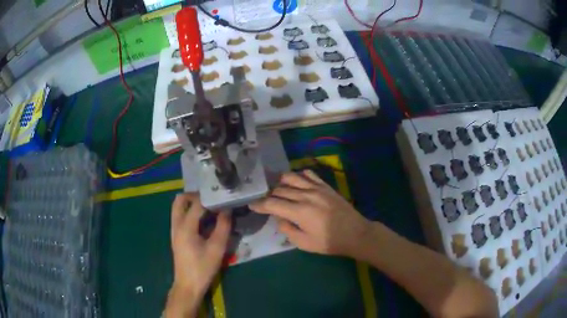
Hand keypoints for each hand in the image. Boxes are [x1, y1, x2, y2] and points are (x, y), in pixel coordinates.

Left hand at [170, 193, 230, 296]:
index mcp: (185, 227)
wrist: (188, 284)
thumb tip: (227, 210)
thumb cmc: (203, 268)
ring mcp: (174, 230)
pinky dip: (190, 212)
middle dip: (195, 196)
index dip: (210, 198)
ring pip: (178, 207)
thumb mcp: (217, 248)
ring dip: (191, 203)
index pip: (197, 203)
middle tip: (211, 199)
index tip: (222, 196)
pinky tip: (204, 220)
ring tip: (209, 208)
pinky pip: (179, 216)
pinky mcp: (176, 235)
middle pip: (180, 200)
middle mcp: (176, 224)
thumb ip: (223, 227)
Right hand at [249, 170, 369, 257]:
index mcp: (299, 212)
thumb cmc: (329, 242)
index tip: (251, 205)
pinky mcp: (325, 186)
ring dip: (281, 183)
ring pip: (291, 178)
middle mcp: (305, 195)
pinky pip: (309, 174)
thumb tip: (279, 218)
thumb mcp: (304, 243)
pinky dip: (299, 176)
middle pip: (280, 190)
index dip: (259, 204)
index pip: (272, 204)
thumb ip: (288, 230)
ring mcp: (316, 188)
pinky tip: (297, 183)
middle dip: (269, 196)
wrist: (355, 233)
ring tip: (279, 191)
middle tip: (266, 202)